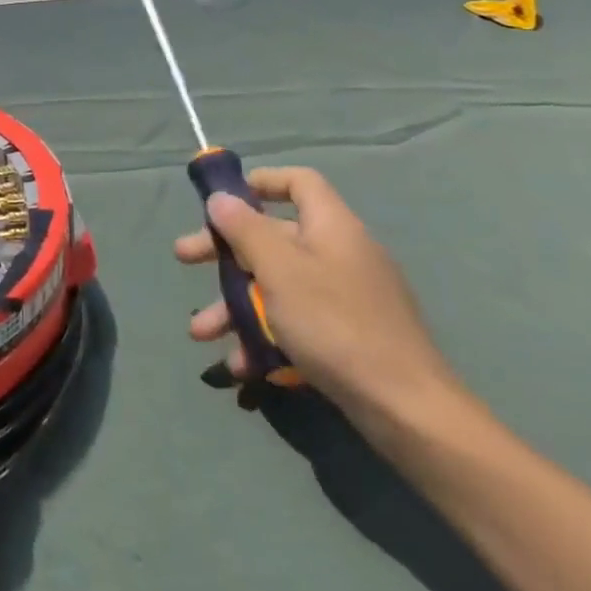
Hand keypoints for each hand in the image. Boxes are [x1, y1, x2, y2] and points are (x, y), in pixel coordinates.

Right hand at [176, 166, 466, 434]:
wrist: (406, 408)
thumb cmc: (334, 324)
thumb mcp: (279, 270)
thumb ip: (245, 229)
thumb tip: (221, 197)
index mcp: (331, 228)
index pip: (299, 183)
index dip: (260, 182)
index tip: (221, 201)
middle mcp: (339, 255)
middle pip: (273, 237)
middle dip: (223, 251)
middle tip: (183, 258)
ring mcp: (344, 298)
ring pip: (276, 286)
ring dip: (233, 306)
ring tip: (200, 332)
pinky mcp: (345, 336)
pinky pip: (294, 323)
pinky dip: (262, 336)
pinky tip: (239, 363)